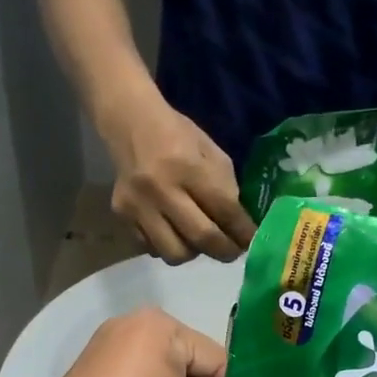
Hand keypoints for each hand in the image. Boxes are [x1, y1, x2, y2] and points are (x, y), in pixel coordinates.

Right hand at [103, 101, 255, 264]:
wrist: (130, 124)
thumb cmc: (178, 136)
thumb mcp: (211, 152)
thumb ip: (225, 189)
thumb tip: (238, 226)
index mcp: (189, 167)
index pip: (224, 210)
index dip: (243, 232)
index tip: (253, 242)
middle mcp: (161, 189)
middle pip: (200, 237)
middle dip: (223, 251)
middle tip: (233, 252)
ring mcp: (139, 206)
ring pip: (173, 252)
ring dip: (193, 252)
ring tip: (198, 241)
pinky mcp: (122, 216)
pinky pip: (151, 248)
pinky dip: (167, 246)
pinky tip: (173, 232)